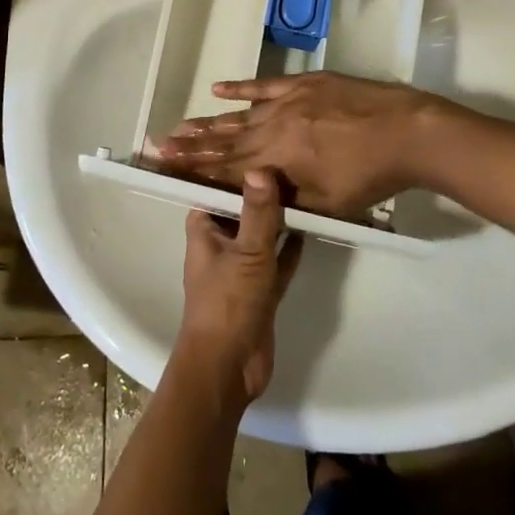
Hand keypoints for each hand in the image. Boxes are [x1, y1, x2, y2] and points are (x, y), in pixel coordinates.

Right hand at [157, 72, 444, 216]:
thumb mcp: (327, 203)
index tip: (167, 169)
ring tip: (179, 125)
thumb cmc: (369, 176)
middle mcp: (273, 128)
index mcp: (277, 160)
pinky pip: (263, 85)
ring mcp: (287, 101)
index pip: (226, 169)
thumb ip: (286, 201)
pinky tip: (217, 89)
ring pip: (239, 115)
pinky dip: (239, 88)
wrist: (406, 131)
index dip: (196, 171)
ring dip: (208, 122)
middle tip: (160, 145)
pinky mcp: (303, 84)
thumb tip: (254, 197)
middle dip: (191, 147)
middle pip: (226, 141)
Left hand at [173, 170, 302, 406]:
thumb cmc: (228, 303)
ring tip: (306, 190)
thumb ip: (258, 212)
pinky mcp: (260, 290)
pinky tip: (311, 228)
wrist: (228, 368)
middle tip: (293, 163)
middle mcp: (220, 244)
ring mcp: (241, 268)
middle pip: (242, 209)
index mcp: (204, 229)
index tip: (262, 147)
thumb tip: (260, 166)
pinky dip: (290, 247)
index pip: (217, 189)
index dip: (237, 170)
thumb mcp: (248, 252)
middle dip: (263, 192)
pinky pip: (277, 260)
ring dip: (279, 219)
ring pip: (261, 234)